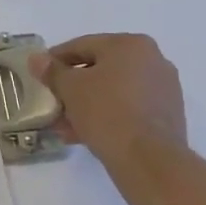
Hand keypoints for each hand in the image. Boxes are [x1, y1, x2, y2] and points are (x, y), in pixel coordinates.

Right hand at [30, 34, 187, 165]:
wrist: (150, 160)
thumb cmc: (107, 112)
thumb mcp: (70, 88)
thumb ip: (52, 71)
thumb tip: (37, 59)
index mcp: (130, 44)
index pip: (82, 45)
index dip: (55, 60)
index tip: (39, 74)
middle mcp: (152, 60)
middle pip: (100, 69)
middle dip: (72, 87)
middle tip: (52, 101)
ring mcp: (164, 88)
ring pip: (114, 91)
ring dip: (87, 104)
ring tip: (64, 125)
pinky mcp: (167, 115)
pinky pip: (128, 107)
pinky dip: (107, 115)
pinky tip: (85, 133)